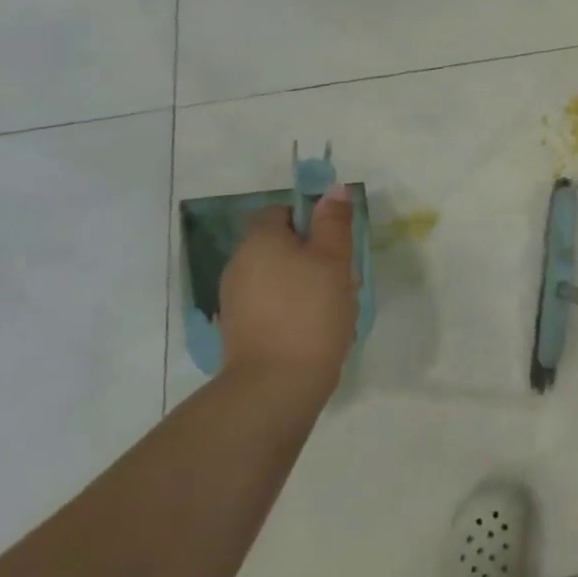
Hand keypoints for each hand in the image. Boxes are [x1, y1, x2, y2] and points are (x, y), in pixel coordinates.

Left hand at [218, 189, 358, 405]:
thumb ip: (334, 222)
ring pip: (277, 275)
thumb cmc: (311, 311)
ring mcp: (235, 300)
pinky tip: (315, 326)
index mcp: (260, 241)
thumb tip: (333, 191)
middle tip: (342, 273)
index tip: (335, 240)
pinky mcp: (240, 330)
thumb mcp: (334, 260)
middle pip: (279, 244)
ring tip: (334, 303)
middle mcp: (239, 265)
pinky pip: (271, 303)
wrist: (276, 385)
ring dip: (305, 281)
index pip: (280, 212)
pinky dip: (292, 307)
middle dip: (312, 253)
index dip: (309, 219)